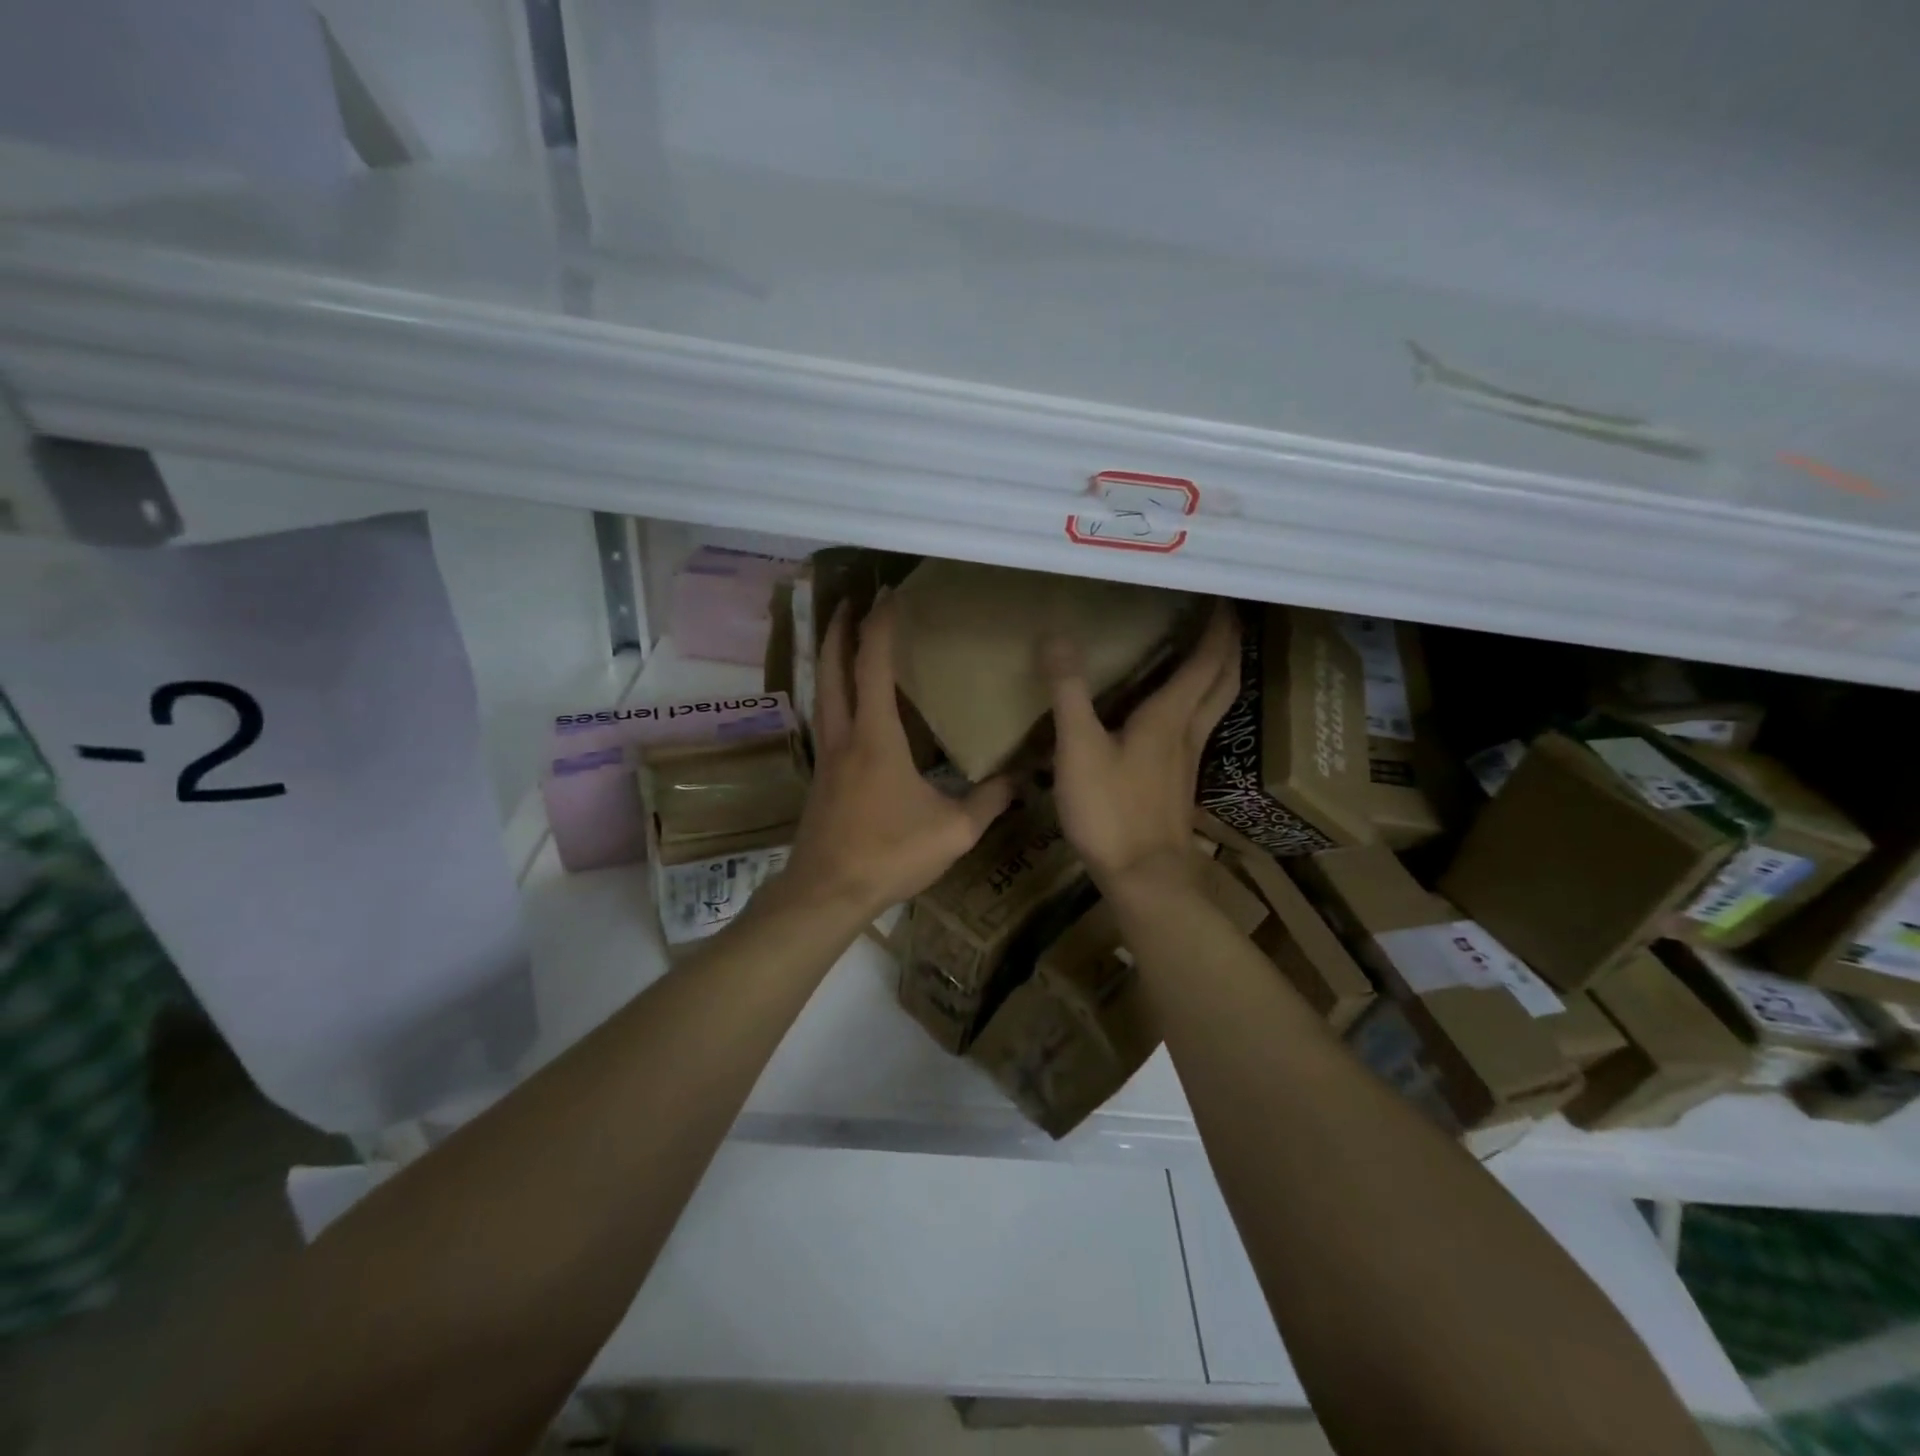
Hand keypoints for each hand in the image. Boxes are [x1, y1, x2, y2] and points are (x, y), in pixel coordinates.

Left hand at [782, 592, 1013, 919]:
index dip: (879, 626)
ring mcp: (827, 756)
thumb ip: (988, 802)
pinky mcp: (820, 777)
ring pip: (822, 692)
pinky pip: (825, 718)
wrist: (827, 892)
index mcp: (876, 737)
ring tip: (843, 638)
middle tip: (852, 601)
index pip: (873, 665)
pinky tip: (848, 704)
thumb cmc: (889, 855)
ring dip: (831, 658)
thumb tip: (1020, 779)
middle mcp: (844, 735)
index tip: (888, 596)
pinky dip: (833, 693)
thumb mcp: (953, 832)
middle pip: (832, 668)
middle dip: (840, 629)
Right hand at [1042, 602, 1240, 893]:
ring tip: (1208, 656)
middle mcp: (1187, 733)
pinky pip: (1197, 731)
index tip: (1222, 598)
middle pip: (1222, 682)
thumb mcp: (1079, 748)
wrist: (1143, 877)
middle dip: (1228, 647)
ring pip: (1215, 708)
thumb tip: (1056, 636)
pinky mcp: (1177, 786)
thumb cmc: (1111, 810)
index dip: (1217, 628)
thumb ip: (1069, 692)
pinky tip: (1176, 717)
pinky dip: (1198, 707)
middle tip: (1225, 619)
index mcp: (1169, 717)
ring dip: (1219, 676)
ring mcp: (1186, 762)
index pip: (1205, 661)